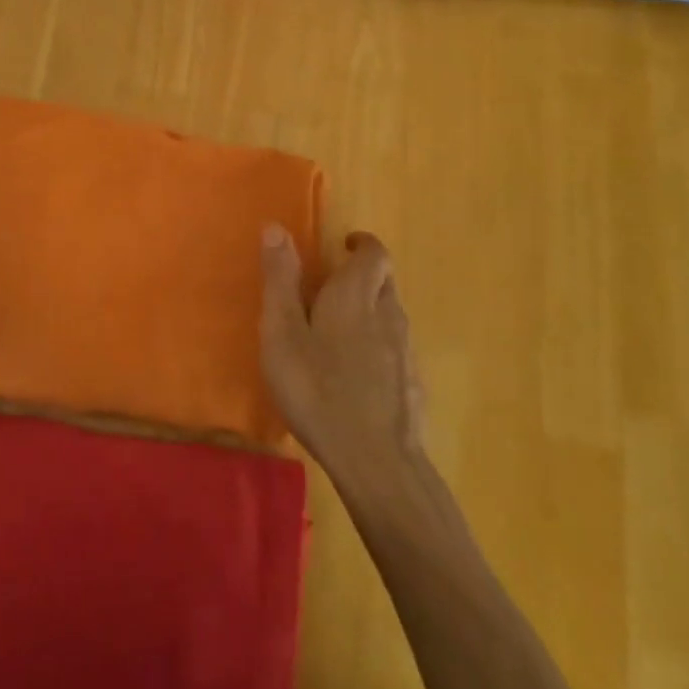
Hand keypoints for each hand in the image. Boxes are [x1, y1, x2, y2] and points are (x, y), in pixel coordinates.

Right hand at [260, 225, 425, 481]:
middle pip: (385, 281)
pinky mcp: (412, 384)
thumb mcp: (283, 333)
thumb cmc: (317, 390)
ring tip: (337, 330)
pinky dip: (377, 346)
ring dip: (370, 310)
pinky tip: (355, 374)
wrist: (376, 461)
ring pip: (391, 315)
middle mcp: (388, 314)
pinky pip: (395, 349)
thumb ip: (281, 280)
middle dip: (363, 276)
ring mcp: (405, 351)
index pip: (375, 253)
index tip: (343, 246)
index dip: (362, 244)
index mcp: (356, 295)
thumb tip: (276, 226)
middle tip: (332, 287)